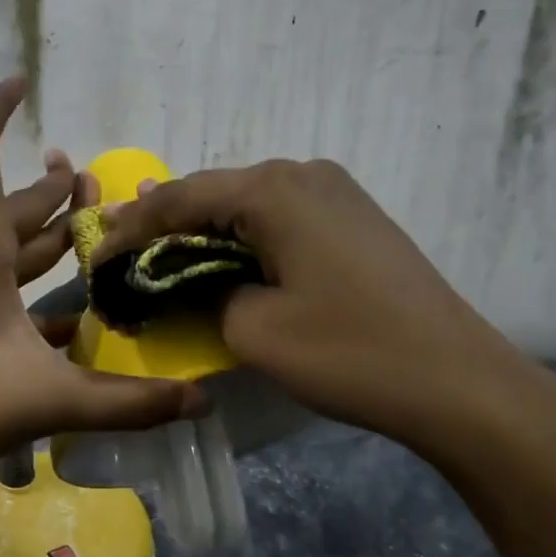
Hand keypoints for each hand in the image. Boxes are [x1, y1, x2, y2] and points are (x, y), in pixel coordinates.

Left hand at [0, 78, 203, 497]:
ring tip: (88, 229)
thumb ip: (127, 401)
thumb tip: (198, 401)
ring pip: (3, 242)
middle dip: (54, 190)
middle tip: (97, 184)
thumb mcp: (49, 401)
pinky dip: (28, 282)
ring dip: (44, 234)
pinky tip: (69, 314)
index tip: (22, 82)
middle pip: (10, 203)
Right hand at [91, 158, 555, 461]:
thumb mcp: (254, 328)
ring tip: (158, 251)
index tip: (95, 256)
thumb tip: (185, 278)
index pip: (180, 198)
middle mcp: (303, 173)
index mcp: (273, 190)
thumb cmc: (349, 352)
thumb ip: (202, 291)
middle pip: (214, 192)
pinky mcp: (354, 217)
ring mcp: (336, 192)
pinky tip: (221, 255)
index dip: (131, 228)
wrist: (460, 382)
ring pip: (247, 204)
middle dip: (164, 224)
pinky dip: (242, 238)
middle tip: (120, 251)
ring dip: (203, 230)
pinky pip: (280, 217)